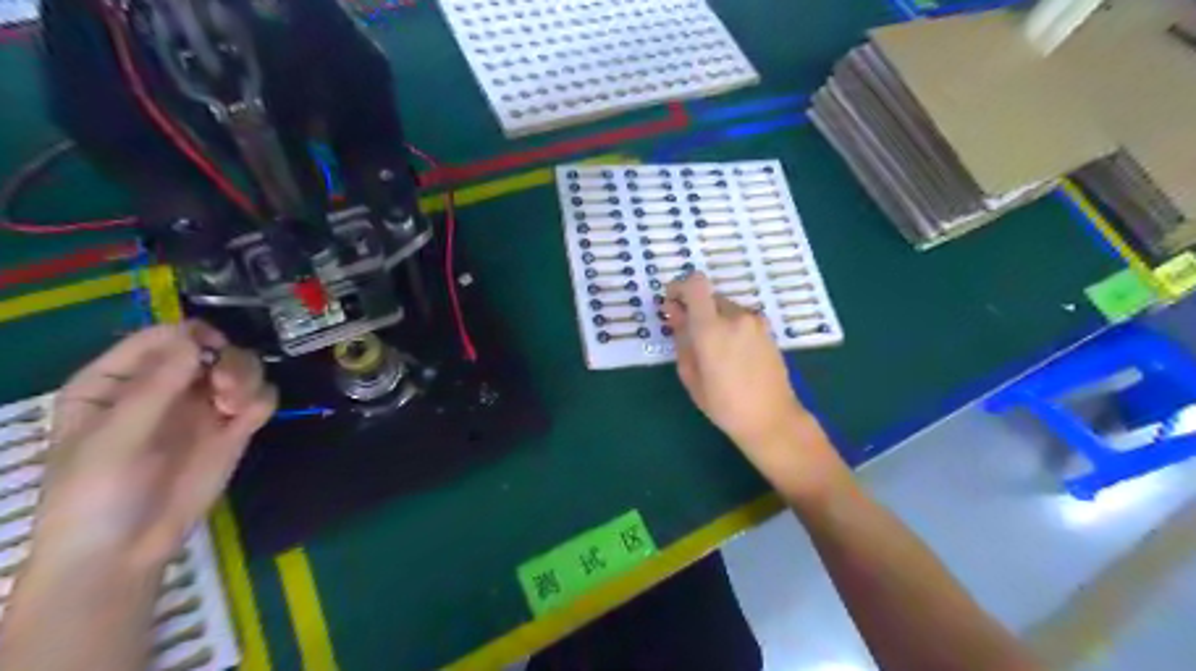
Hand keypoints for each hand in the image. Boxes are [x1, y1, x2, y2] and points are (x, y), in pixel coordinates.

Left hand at [34, 321, 277, 571]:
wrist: (126, 551)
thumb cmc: (96, 493)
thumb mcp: (114, 439)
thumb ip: (155, 387)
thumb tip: (194, 338)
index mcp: (118, 380)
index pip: (160, 338)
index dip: (189, 336)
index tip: (210, 351)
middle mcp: (166, 386)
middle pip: (211, 348)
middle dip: (226, 361)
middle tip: (225, 387)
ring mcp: (202, 407)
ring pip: (241, 367)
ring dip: (246, 378)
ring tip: (236, 407)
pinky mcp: (233, 428)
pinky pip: (260, 398)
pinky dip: (261, 400)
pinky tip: (248, 418)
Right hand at [668, 277, 833, 490]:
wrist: (771, 419)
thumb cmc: (723, 404)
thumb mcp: (690, 375)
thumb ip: (681, 338)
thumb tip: (675, 313)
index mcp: (712, 328)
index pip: (695, 284)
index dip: (679, 287)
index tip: (672, 303)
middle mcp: (735, 316)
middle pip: (709, 296)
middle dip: (695, 309)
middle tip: (688, 334)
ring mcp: (755, 321)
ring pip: (726, 308)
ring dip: (714, 319)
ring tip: (712, 351)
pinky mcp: (767, 330)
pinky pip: (741, 318)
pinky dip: (730, 327)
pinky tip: (731, 355)